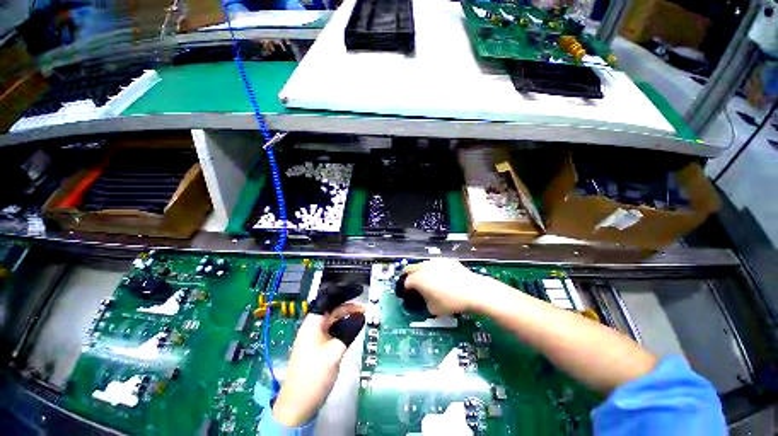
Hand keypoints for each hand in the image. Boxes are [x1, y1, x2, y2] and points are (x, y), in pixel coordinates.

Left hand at [272, 303, 364, 426]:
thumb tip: (362, 316)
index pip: (329, 300)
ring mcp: (316, 336)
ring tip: (363, 317)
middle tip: (366, 309)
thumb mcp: (334, 352)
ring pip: (334, 320)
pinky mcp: (319, 346)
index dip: (344, 293)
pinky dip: (344, 327)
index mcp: (313, 322)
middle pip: (333, 309)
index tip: (359, 291)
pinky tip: (353, 328)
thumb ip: (349, 331)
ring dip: (347, 317)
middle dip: (349, 306)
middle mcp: (313, 326)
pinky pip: (333, 330)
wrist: (297, 404)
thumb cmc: (313, 375)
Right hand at [403, 259, 484, 315]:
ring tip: (426, 280)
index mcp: (418, 278)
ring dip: (421, 271)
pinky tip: (440, 277)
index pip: (406, 282)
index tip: (408, 293)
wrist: (473, 291)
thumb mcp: (433, 309)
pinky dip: (434, 270)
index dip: (405, 289)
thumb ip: (424, 301)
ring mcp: (435, 262)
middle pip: (411, 269)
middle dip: (410, 276)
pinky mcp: (446, 260)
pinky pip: (435, 264)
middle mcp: (424, 267)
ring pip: (423, 265)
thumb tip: (425, 298)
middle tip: (413, 284)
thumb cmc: (451, 302)